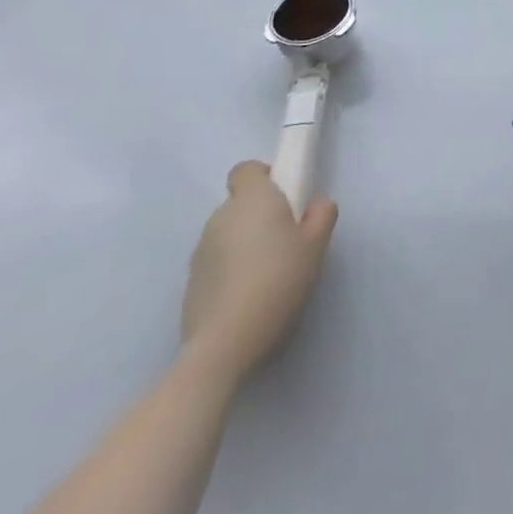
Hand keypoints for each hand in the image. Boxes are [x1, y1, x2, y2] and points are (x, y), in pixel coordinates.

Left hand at [180, 161, 336, 383]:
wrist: (225, 343)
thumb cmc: (278, 280)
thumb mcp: (317, 244)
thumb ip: (322, 214)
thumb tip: (315, 205)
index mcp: (252, 200)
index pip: (246, 169)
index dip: (264, 176)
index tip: (285, 196)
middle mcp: (220, 218)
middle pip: (239, 203)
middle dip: (260, 214)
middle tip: (286, 239)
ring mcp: (200, 252)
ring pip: (228, 234)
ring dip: (244, 242)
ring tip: (267, 273)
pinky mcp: (190, 284)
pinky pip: (216, 262)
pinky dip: (230, 269)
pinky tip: (247, 295)